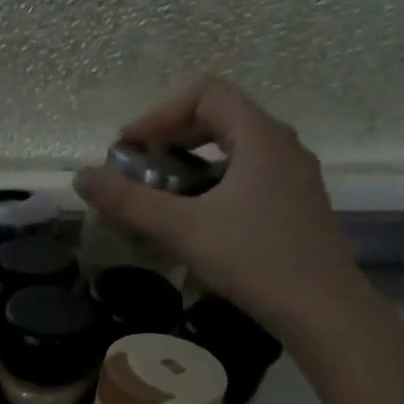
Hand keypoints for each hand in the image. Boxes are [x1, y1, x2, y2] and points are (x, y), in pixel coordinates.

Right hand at [74, 76, 369, 344]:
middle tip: (138, 168)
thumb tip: (81, 177)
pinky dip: (213, 184)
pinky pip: (247, 176)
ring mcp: (293, 177)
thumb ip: (129, 202)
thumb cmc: (255, 259)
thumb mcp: (183, 229)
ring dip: (191, 162)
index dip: (160, 113)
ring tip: (161, 195)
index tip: (128, 148)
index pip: (206, 93)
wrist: (323, 311)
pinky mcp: (295, 205)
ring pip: (234, 149)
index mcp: (260, 136)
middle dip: (172, 136)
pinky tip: (196, 220)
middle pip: (220, 117)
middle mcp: (282, 146)